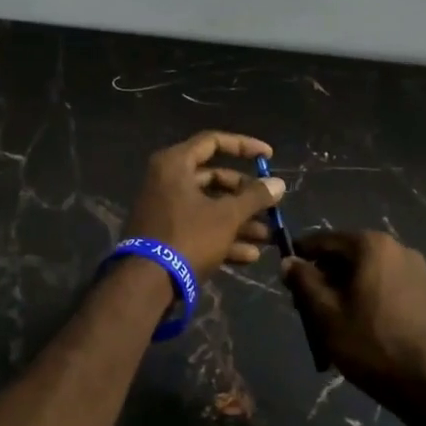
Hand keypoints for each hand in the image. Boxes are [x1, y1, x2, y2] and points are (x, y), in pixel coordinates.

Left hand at [122, 132, 284, 282]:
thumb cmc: (188, 237)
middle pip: (214, 178)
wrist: (147, 283)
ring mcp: (165, 209)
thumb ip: (255, 197)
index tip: (268, 157)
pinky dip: (223, 237)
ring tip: (267, 236)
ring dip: (240, 221)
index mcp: (175, 164)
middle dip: (246, 195)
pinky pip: (199, 228)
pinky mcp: (166, 235)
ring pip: (209, 206)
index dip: (243, 146)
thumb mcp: (227, 216)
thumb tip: (279, 183)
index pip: (213, 142)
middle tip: (270, 205)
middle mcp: (167, 181)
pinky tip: (250, 255)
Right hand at [282, 231, 425, 404]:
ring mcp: (417, 270)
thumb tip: (288, 261)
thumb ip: (304, 282)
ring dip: (346, 289)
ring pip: (367, 272)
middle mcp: (398, 248)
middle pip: (348, 255)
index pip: (325, 241)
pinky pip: (387, 285)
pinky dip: (368, 297)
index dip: (301, 256)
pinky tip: (360, 325)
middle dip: (325, 277)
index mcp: (372, 245)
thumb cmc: (372, 344)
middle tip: (307, 307)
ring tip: (332, 321)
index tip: (287, 277)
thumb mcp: (326, 314)